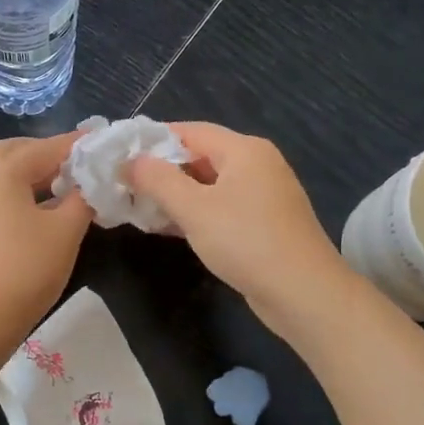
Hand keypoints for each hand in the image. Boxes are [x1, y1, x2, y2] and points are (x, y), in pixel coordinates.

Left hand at [0, 134, 94, 345]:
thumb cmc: (26, 268)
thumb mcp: (66, 230)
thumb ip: (83, 198)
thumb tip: (91, 183)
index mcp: (2, 171)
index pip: (47, 147)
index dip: (78, 144)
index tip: (104, 141)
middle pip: (16, 151)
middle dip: (48, 153)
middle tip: (79, 164)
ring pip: (2, 173)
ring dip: (33, 173)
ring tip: (66, 186)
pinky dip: (19, 191)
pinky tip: (43, 209)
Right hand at [126, 122, 350, 332]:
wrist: (303, 293)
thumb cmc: (246, 241)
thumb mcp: (193, 208)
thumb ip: (157, 180)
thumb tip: (129, 160)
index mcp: (244, 150)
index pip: (190, 131)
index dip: (153, 140)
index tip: (120, 156)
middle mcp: (257, 165)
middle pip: (200, 156)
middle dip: (162, 170)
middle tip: (124, 185)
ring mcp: (263, 195)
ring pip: (209, 185)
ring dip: (175, 195)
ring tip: (138, 207)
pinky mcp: (263, 223)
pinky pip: (221, 207)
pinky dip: (195, 213)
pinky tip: (168, 227)